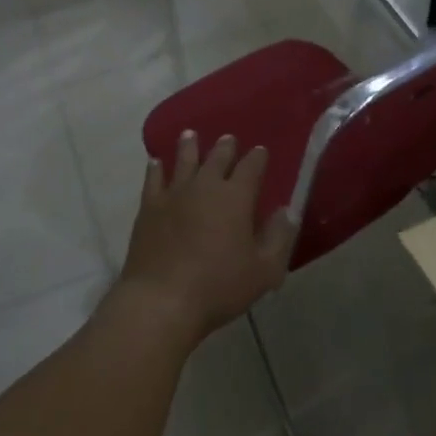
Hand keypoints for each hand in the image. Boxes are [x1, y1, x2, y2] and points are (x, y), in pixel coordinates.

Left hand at [118, 131, 294, 341]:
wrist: (161, 300)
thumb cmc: (219, 287)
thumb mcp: (264, 270)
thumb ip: (279, 238)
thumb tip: (286, 212)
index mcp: (236, 197)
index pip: (251, 167)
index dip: (258, 158)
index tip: (261, 152)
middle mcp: (205, 186)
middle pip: (217, 158)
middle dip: (225, 147)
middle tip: (228, 139)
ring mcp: (173, 195)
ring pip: (184, 161)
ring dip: (189, 146)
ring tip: (190, 135)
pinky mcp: (148, 208)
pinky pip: (153, 179)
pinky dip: (156, 168)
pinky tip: (156, 162)